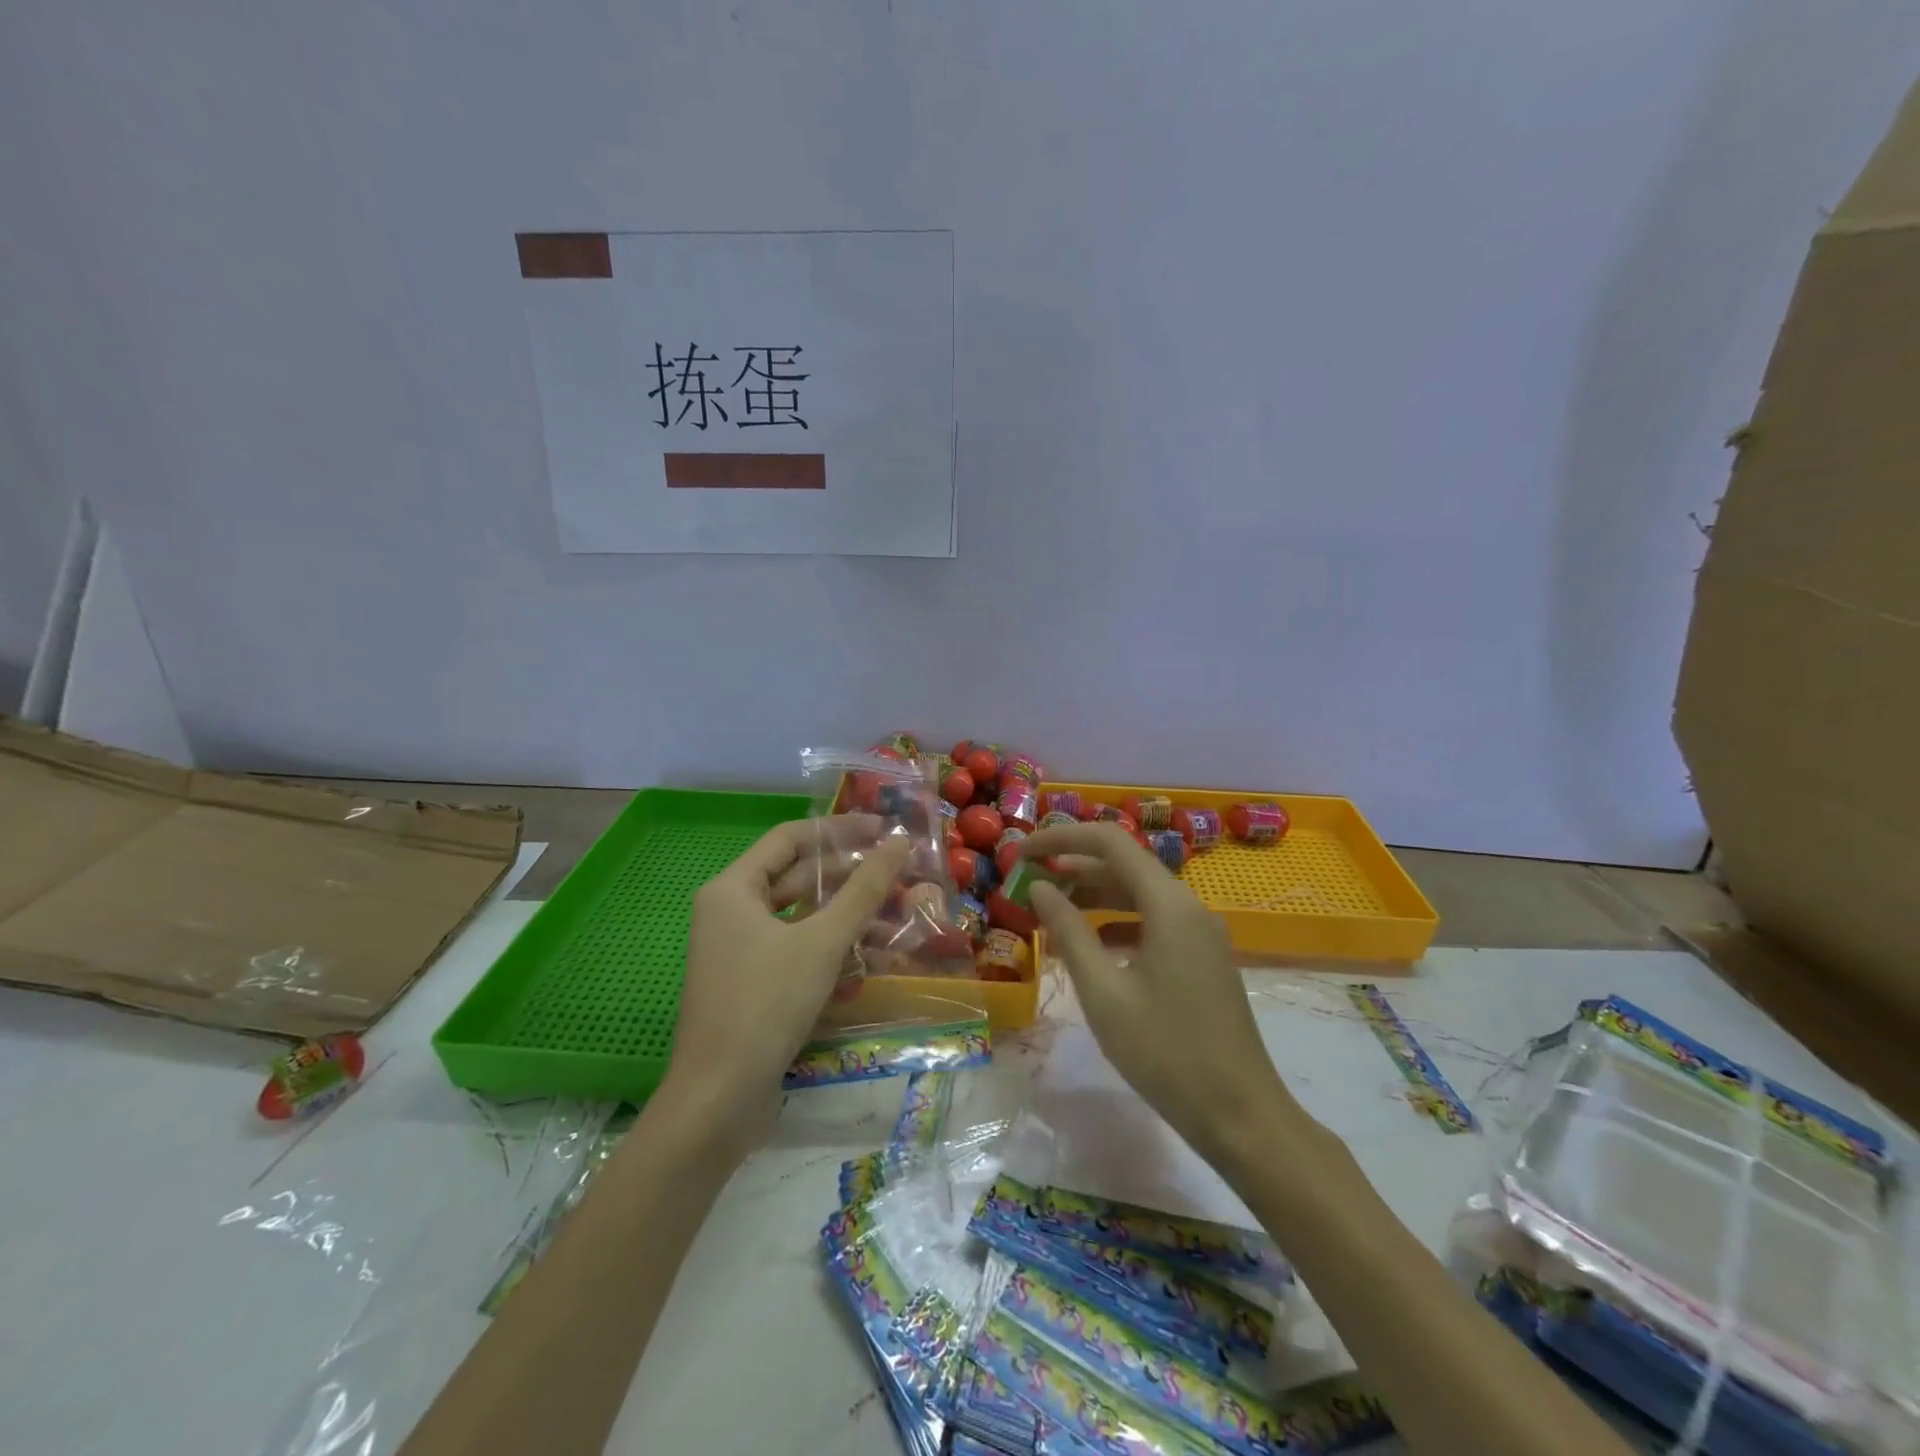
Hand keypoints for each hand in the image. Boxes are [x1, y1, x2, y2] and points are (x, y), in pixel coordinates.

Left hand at [666, 816, 910, 1143]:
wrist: (719, 1099)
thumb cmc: (766, 1004)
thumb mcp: (822, 941)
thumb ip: (864, 890)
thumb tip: (899, 841)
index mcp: (733, 889)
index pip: (790, 838)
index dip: (839, 829)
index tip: (883, 830)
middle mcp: (730, 912)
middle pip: (796, 877)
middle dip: (848, 876)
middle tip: (898, 872)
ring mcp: (738, 951)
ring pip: (800, 918)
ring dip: (845, 916)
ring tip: (896, 914)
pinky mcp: (751, 985)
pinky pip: (795, 950)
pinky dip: (830, 949)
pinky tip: (870, 959)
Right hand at [1019, 823, 1296, 1167]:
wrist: (1240, 1115)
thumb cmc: (1165, 1053)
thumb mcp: (1103, 992)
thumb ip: (1069, 932)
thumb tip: (1040, 887)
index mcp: (1169, 905)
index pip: (1109, 842)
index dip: (1062, 838)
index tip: (1022, 852)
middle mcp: (1189, 906)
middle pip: (1125, 863)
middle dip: (1074, 865)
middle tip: (1028, 879)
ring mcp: (1200, 932)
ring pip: (1139, 892)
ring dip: (1094, 893)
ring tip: (1050, 906)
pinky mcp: (1202, 957)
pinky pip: (1153, 920)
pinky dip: (1117, 920)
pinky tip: (1091, 943)